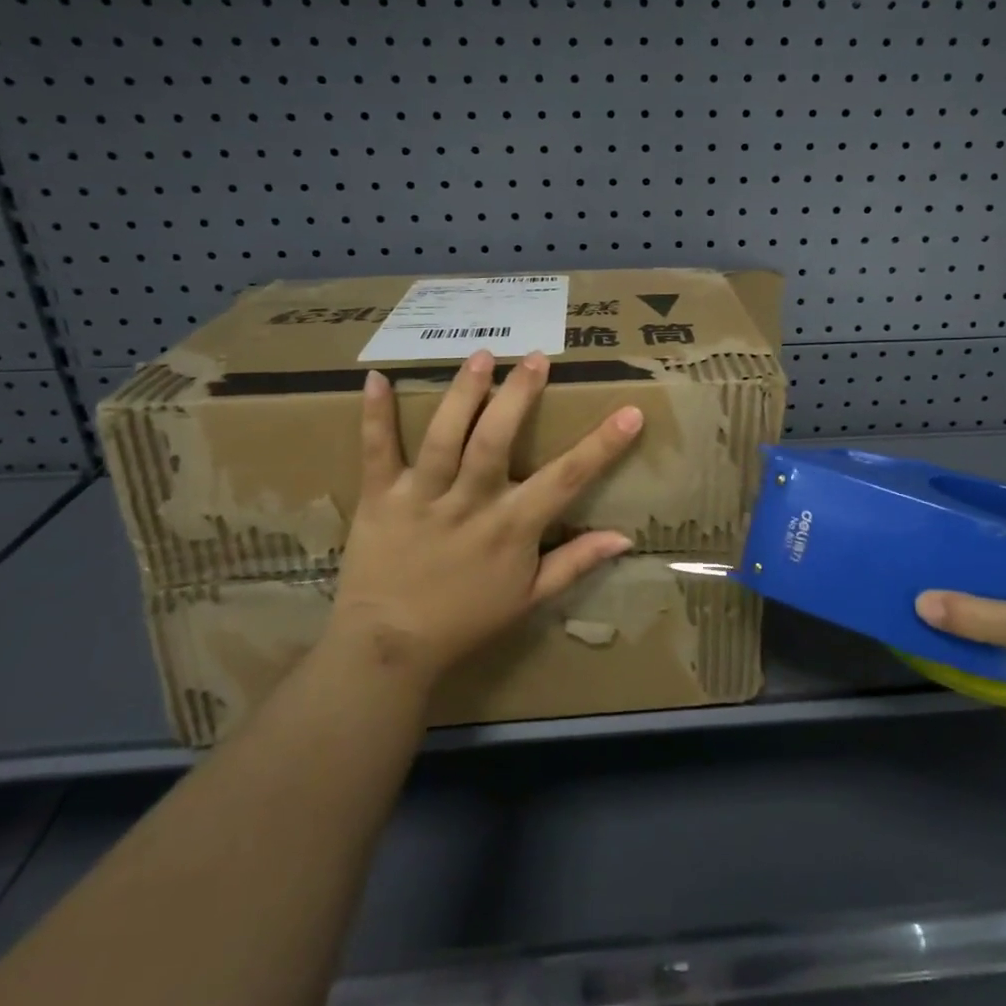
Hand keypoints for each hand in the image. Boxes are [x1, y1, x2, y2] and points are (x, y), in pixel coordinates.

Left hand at [326, 350, 643, 684]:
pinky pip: (377, 451)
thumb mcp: (530, 598)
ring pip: (444, 438)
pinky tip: (377, 377)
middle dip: (518, 397)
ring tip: (481, 356)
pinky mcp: (380, 498)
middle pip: (495, 441)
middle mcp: (470, 504)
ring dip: (462, 395)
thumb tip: (625, 538)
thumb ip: (576, 562)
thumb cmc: (466, 621)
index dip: (602, 446)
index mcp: (511, 527)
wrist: (388, 648)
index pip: (566, 479)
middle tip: (536, 358)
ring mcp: (422, 498)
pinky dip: (375, 415)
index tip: (630, 413)